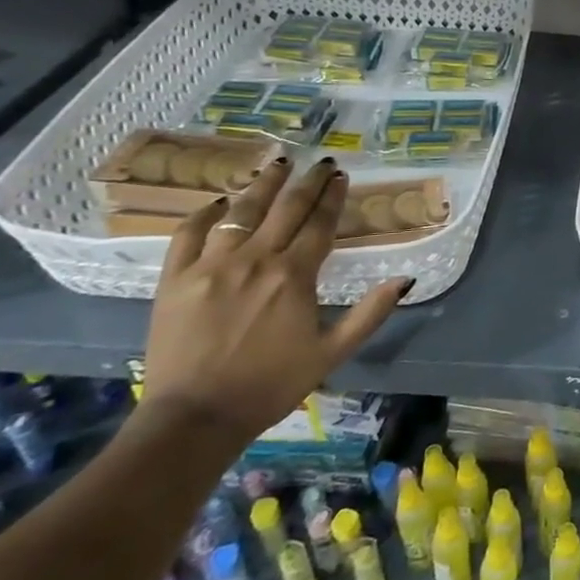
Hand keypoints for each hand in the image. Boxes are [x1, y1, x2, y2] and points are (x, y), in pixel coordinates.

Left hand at [141, 158, 410, 443]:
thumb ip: (370, 314)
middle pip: (286, 209)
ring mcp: (211, 266)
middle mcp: (255, 260)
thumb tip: (405, 279)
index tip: (342, 176)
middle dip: (308, 181)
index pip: (320, 224)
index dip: (334, 197)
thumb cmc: (271, 385)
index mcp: (294, 276)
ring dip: (262, 185)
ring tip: (277, 164)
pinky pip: (188, 234)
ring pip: (240, 212)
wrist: (194, 418)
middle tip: (321, 161)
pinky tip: (218, 202)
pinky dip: (204, 214)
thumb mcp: (331, 353)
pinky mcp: (174, 279)